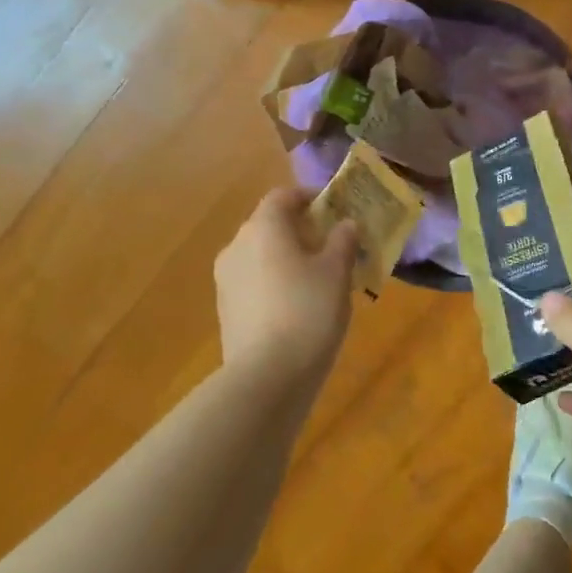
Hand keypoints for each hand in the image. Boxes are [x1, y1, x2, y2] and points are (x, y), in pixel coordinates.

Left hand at [214, 188, 359, 386]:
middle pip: (269, 225)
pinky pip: (255, 282)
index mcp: (263, 227)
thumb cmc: (308, 310)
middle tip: (333, 245)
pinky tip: (299, 305)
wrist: (267, 376)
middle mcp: (237, 245)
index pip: (283, 196)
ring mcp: (226, 279)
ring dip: (287, 257)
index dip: (309, 197)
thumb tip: (345, 224)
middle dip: (300, 230)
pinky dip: (275, 282)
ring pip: (261, 255)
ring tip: (319, 278)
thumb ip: (343, 241)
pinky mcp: (226, 309)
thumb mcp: (337, 272)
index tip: (335, 208)